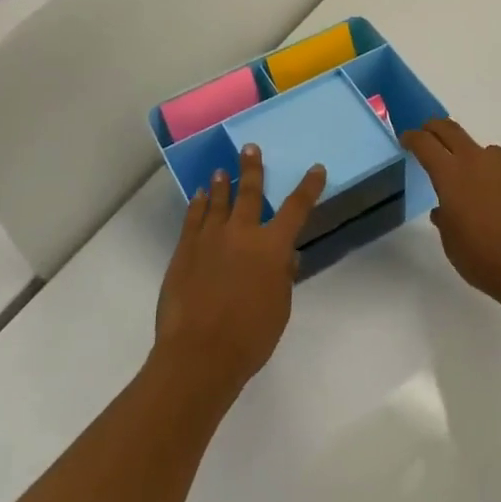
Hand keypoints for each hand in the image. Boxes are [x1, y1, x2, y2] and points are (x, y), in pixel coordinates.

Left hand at [154, 143, 325, 399]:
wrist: (198, 353)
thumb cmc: (250, 337)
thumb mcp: (279, 308)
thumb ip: (282, 278)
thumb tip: (284, 258)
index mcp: (272, 247)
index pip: (296, 209)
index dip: (308, 187)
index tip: (316, 169)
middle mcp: (242, 234)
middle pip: (249, 193)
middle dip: (252, 169)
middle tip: (249, 148)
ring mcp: (210, 239)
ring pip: (218, 202)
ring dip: (222, 184)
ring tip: (221, 170)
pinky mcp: (184, 250)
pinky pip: (193, 219)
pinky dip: (198, 205)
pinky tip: (200, 197)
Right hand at [402, 119, 500, 304]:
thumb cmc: (481, 257)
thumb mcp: (451, 241)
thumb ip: (445, 217)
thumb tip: (444, 210)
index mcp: (450, 174)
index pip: (424, 143)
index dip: (413, 138)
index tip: (408, 138)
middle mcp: (478, 159)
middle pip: (452, 131)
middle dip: (438, 128)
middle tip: (432, 131)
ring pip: (490, 155)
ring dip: (484, 168)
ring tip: (493, 197)